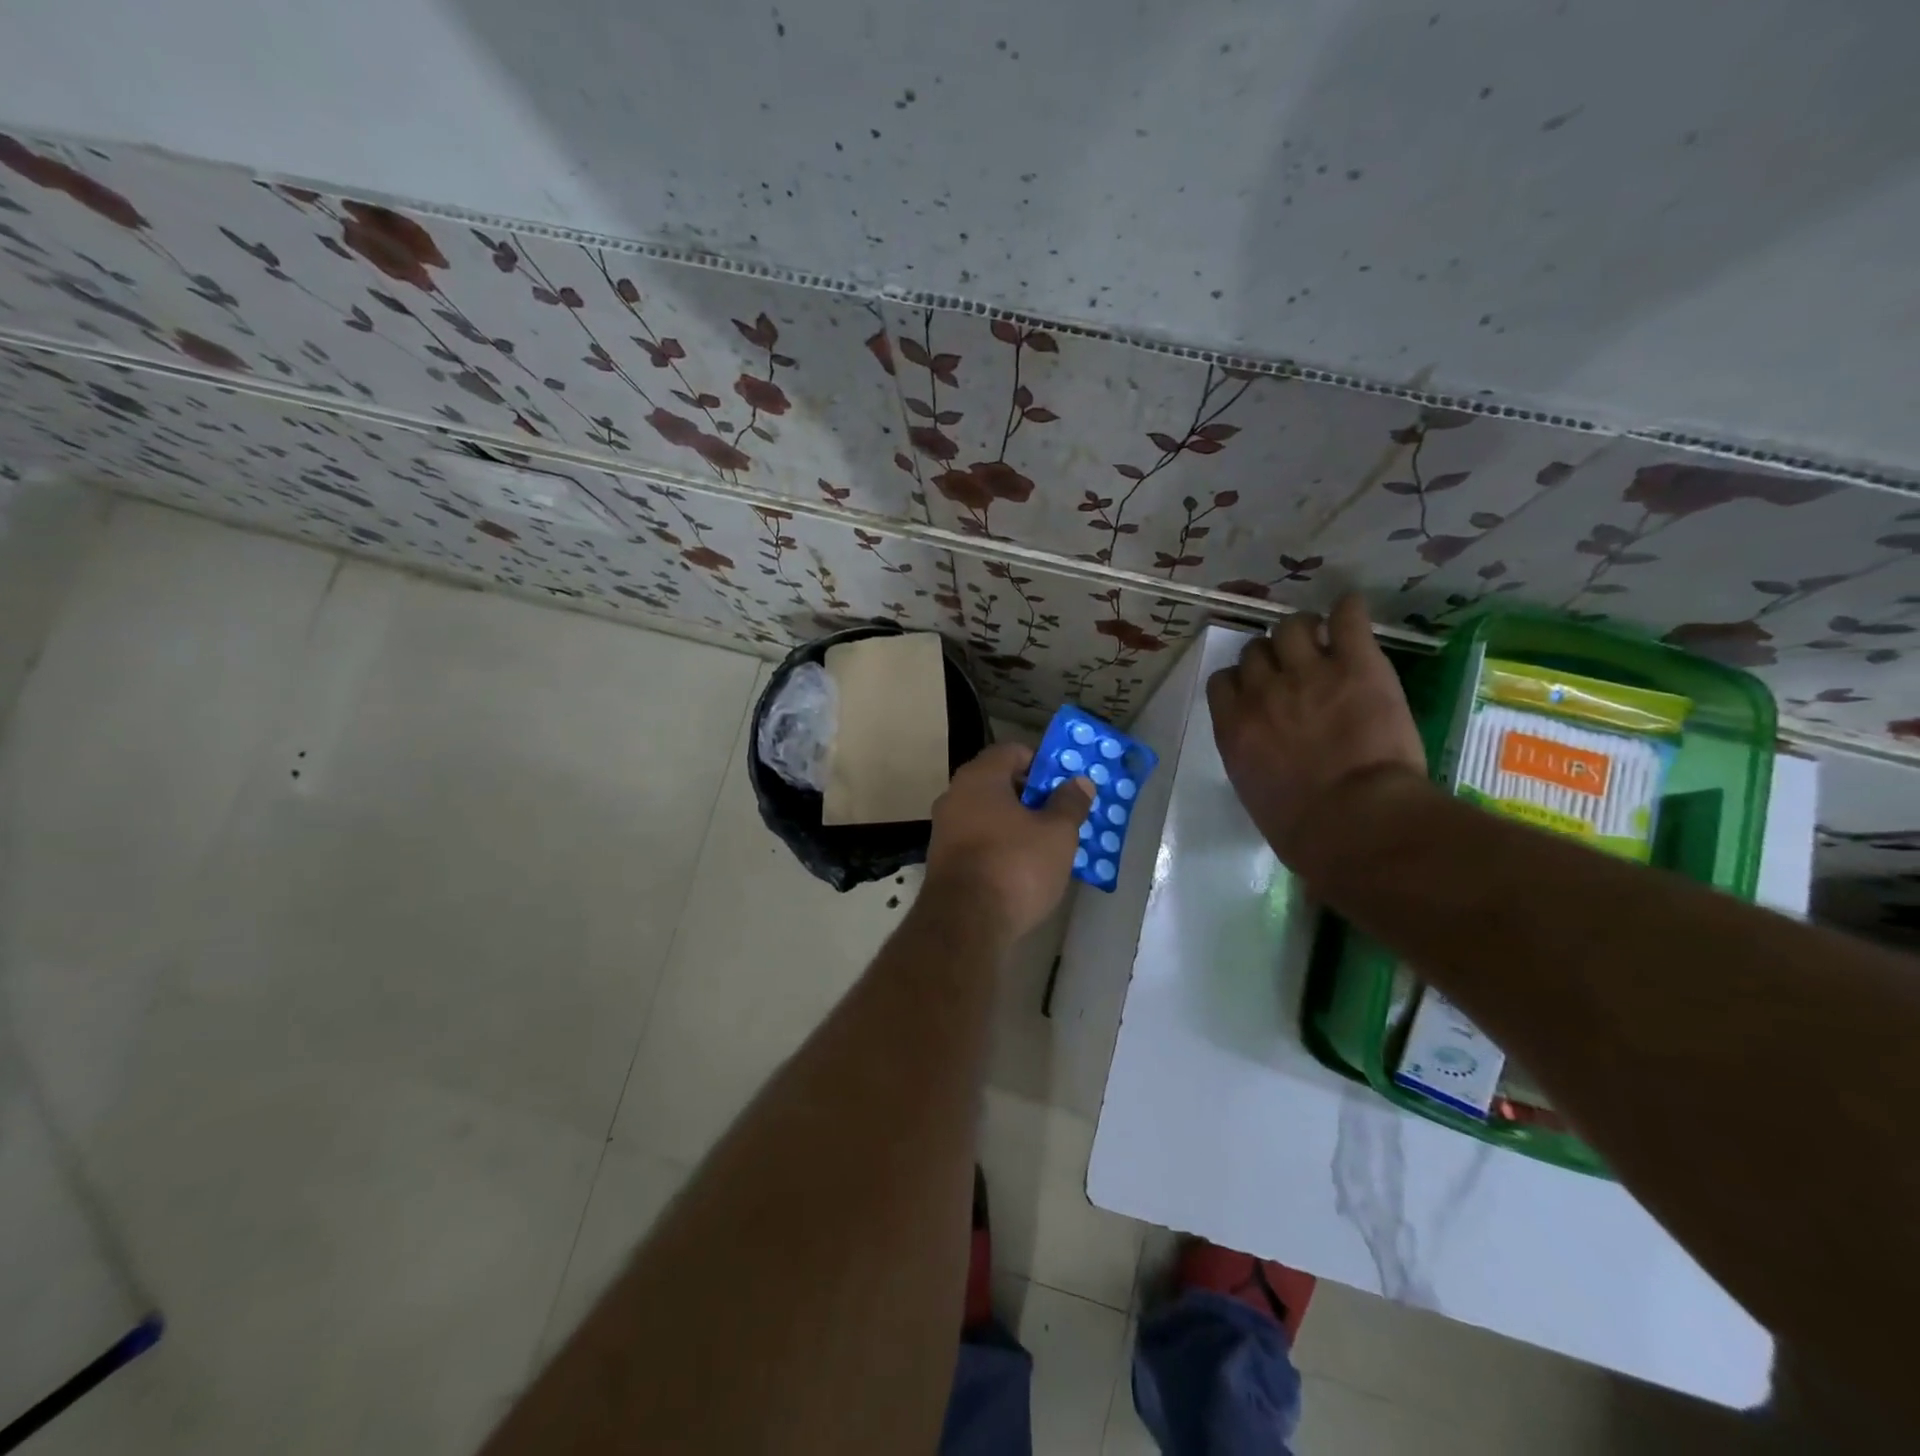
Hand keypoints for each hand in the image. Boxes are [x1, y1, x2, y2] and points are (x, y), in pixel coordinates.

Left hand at [926, 742, 1093, 942]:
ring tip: (1048, 844)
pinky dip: (1000, 846)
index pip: (1013, 751)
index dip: (1042, 763)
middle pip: (999, 783)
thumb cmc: (1015, 865)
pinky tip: (1022, 868)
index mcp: (980, 777)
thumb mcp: (1057, 833)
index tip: (1065, 784)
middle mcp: (955, 795)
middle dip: (1032, 796)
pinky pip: (978, 841)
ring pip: (988, 814)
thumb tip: (1079, 781)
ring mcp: (944, 829)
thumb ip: (1070, 803)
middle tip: (1062, 814)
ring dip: (1016, 823)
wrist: (965, 924)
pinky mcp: (942, 861)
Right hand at [1206, 594, 1426, 868]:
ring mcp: (1308, 673)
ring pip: (1293, 625)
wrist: (1355, 822)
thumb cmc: (1301, 828)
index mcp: (1233, 725)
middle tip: (1294, 668)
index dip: (1242, 681)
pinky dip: (1349, 611)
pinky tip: (1352, 613)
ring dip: (1304, 631)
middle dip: (1272, 656)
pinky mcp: (1356, 664)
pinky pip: (1348, 617)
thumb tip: (1263, 749)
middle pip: (1255, 649)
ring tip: (1324, 642)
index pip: (1223, 680)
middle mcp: (1262, 691)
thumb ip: (1251, 755)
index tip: (1259, 691)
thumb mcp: (1254, 791)